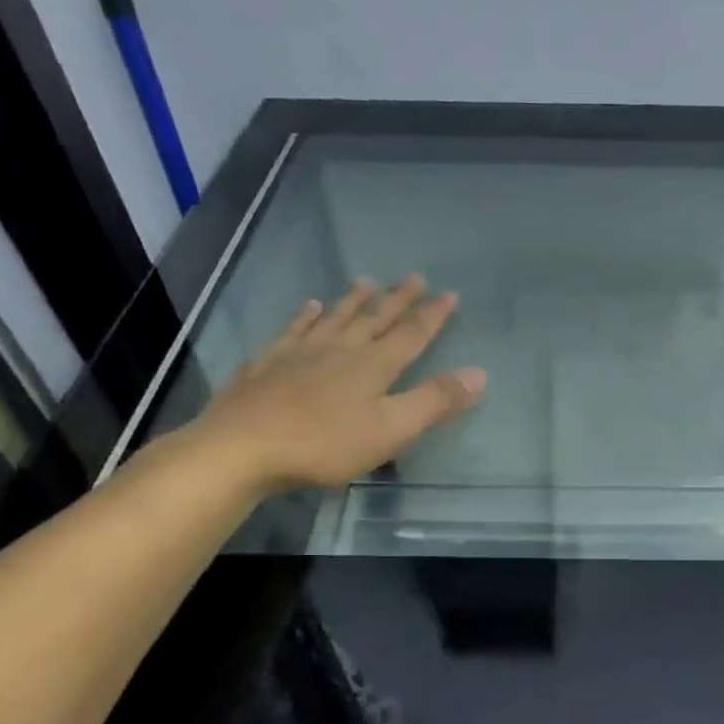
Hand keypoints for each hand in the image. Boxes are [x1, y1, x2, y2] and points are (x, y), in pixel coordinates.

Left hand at [185, 276, 485, 495]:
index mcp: (373, 366)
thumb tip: (479, 373)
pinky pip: (293, 330)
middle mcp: (340, 349)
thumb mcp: (391, 429)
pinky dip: (305, 316)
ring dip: (352, 301)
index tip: (449, 294)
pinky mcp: (268, 364)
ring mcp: (300, 353)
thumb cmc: (325, 443)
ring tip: (364, 280)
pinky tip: (309, 307)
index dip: (432, 316)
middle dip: (397, 300)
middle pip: (374, 319)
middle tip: (414, 277)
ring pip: (334, 318)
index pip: (411, 335)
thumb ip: (434, 401)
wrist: (243, 447)